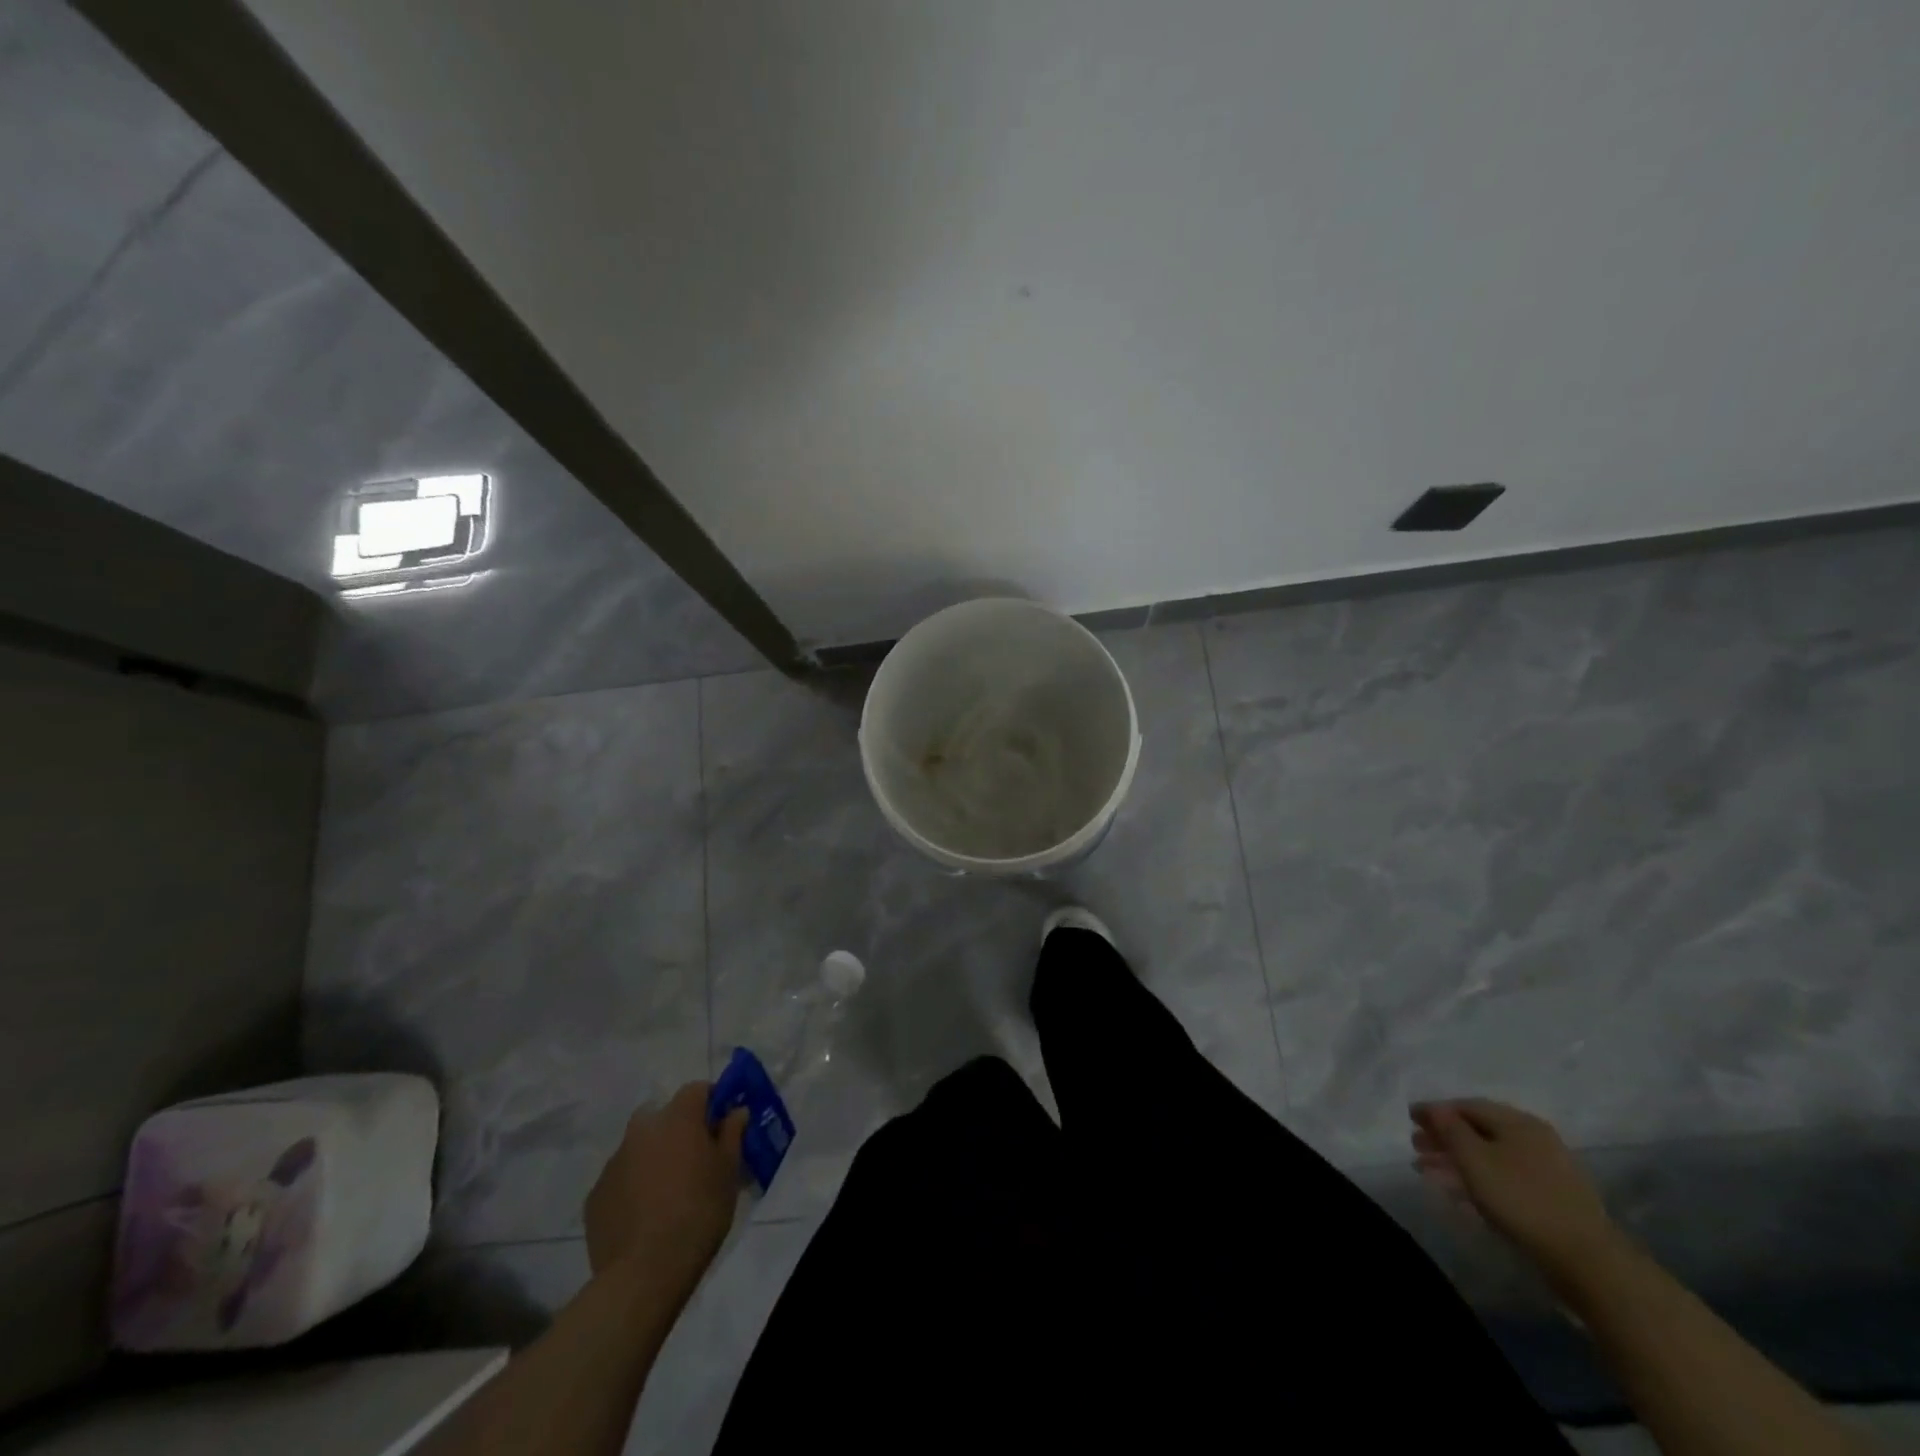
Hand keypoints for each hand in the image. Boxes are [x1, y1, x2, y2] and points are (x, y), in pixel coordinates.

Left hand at [585, 1083, 746, 1284]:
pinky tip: (644, 1216)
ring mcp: (613, 1162)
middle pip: (662, 1115)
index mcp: (677, 1118)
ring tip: (667, 1193)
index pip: (697, 1089)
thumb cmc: (698, 1212)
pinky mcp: (594, 1196)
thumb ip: (732, 1134)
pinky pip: (620, 1179)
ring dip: (653, 1157)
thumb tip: (735, 1111)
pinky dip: (632, 1187)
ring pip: (639, 1147)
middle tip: (693, 1158)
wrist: (644, 1273)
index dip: (712, 1101)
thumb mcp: (729, 1171)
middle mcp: (641, 1130)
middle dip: (677, 1128)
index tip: (721, 1124)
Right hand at [1410, 1098, 1621, 1281]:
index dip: (1435, 1111)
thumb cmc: (1522, 1199)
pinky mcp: (1552, 1198)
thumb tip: (1432, 1108)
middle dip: (1445, 1137)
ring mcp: (1547, 1169)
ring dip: (1458, 1160)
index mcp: (1517, 1121)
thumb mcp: (1474, 1159)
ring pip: (1491, 1156)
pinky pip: (1505, 1177)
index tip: (1410, 1120)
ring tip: (1430, 1172)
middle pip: (1479, 1130)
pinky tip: (1463, 1193)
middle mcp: (1534, 1138)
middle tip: (1417, 1147)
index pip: (1466, 1106)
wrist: (1587, 1261)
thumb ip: (1449, 1128)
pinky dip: (1479, 1179)